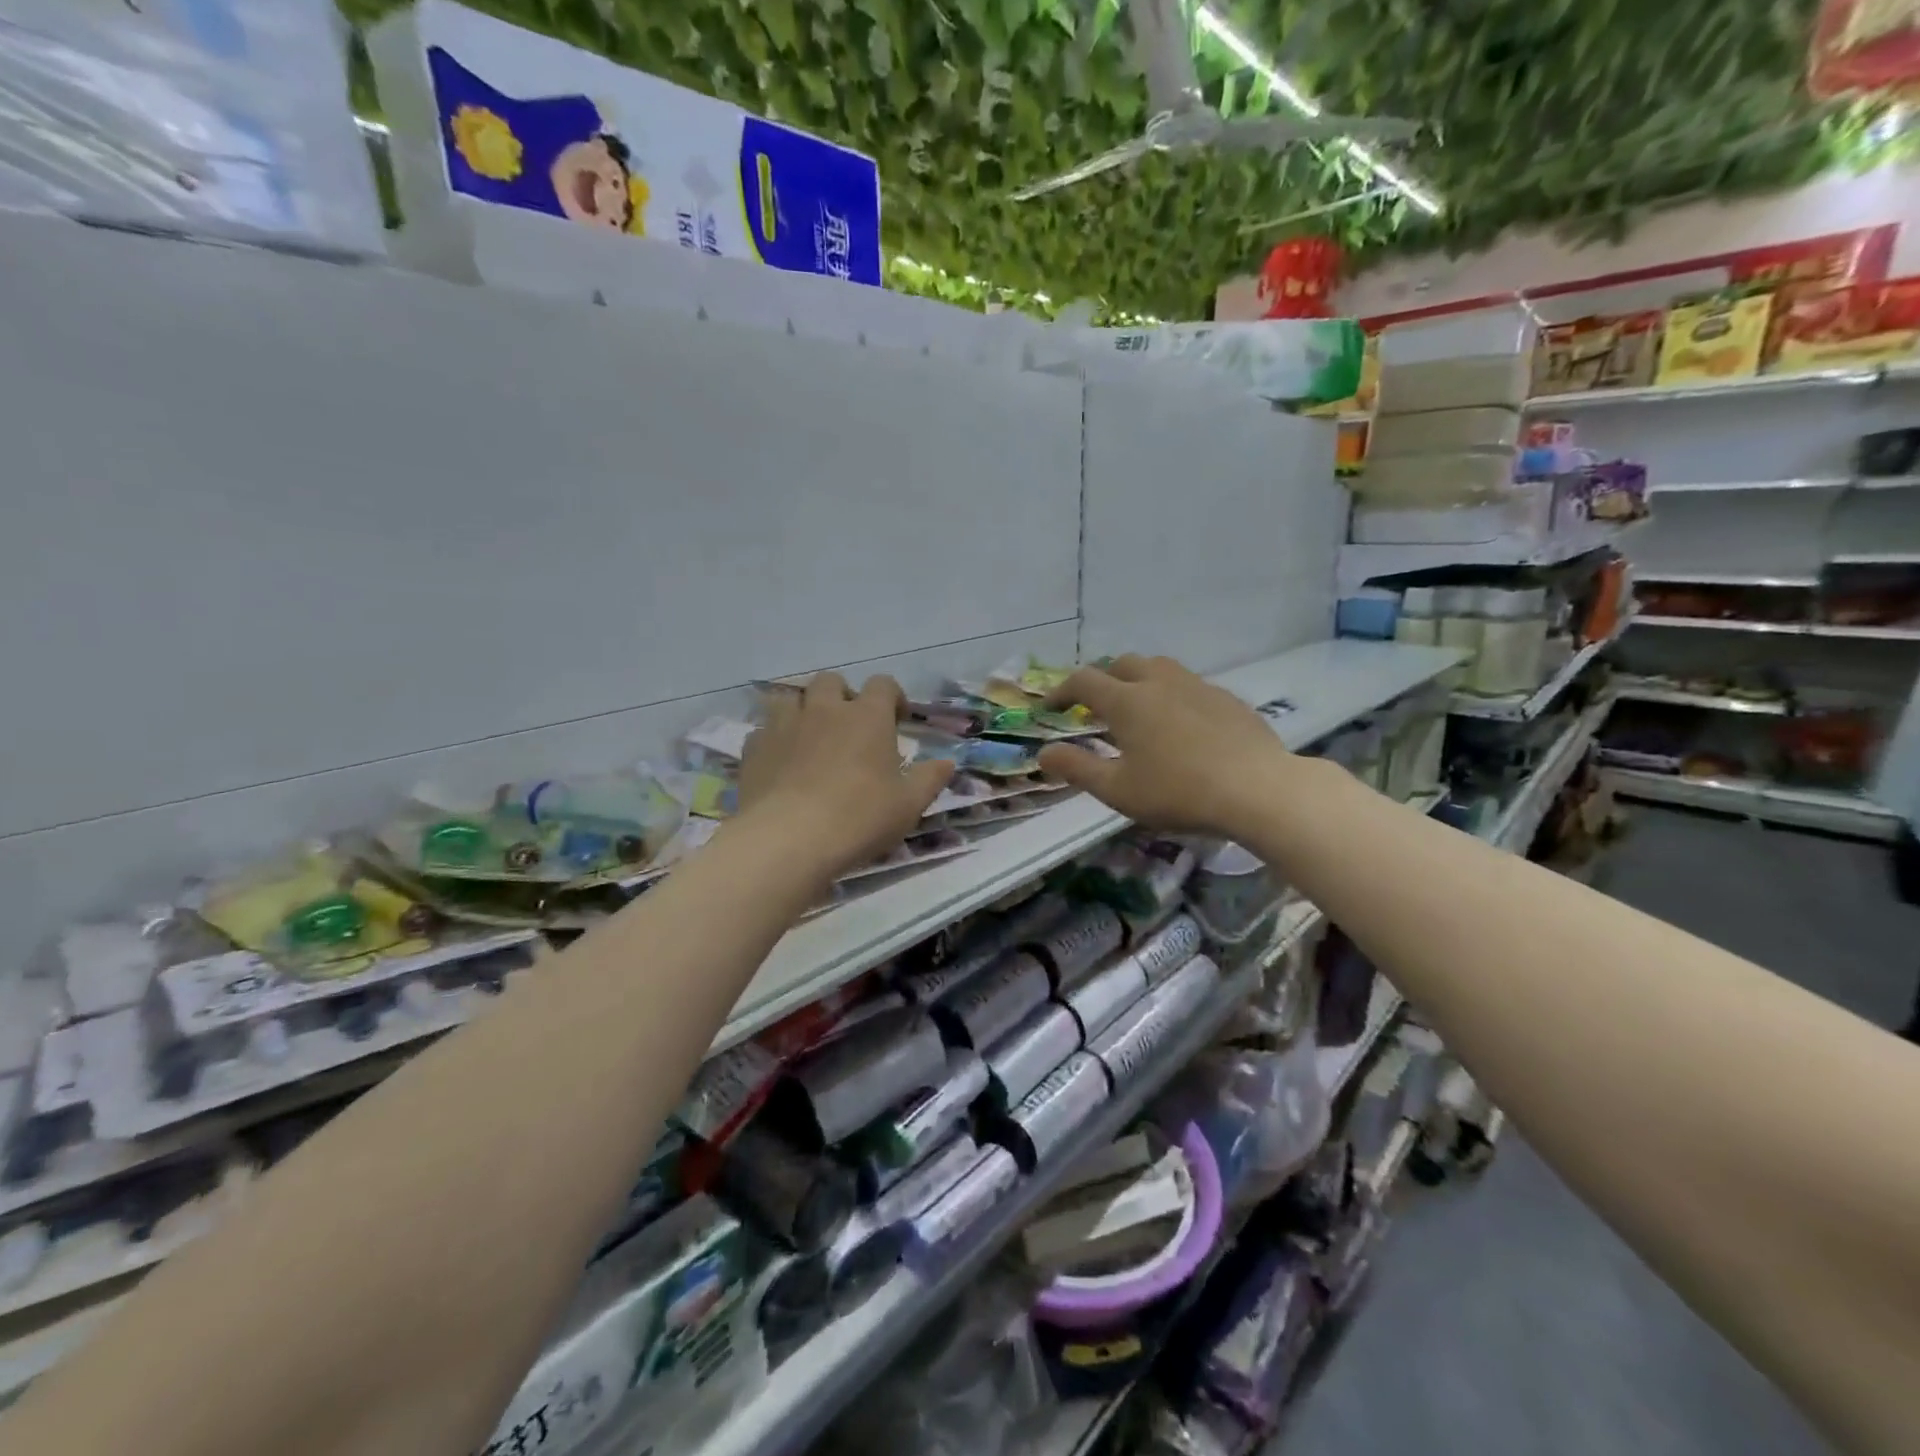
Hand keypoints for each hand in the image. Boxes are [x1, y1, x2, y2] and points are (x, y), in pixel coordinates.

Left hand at [736, 672, 955, 881]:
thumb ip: (930, 778)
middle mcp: (824, 709)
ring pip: (791, 698)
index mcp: (867, 716)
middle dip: (843, 696)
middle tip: (850, 727)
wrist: (788, 839)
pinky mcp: (754, 748)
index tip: (897, 719)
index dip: (892, 697)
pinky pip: (764, 730)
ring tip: (811, 738)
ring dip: (804, 711)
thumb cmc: (859, 818)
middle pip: (831, 681)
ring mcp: (784, 725)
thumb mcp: (908, 804)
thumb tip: (948, 761)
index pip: (883, 684)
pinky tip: (781, 763)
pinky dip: (775, 739)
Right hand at [1038, 654, 1290, 837]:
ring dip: (1138, 680)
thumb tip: (1044, 753)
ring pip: (1158, 667)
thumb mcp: (1118, 790)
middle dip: (1101, 680)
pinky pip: (1188, 685)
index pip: (1083, 681)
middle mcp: (1159, 682)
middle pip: (1121, 664)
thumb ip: (1077, 768)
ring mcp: (1197, 686)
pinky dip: (1171, 695)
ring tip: (1138, 709)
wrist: (1259, 789)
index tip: (1050, 709)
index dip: (1061, 692)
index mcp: (1127, 700)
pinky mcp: (1227, 699)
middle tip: (1095, 708)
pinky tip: (1181, 724)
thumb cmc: (1179, 792)